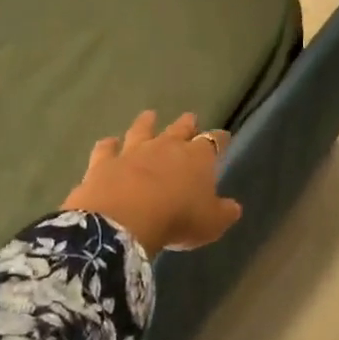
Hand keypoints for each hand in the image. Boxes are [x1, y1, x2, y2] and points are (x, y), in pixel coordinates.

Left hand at [61, 110, 241, 255]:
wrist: (124, 220)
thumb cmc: (177, 220)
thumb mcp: (211, 224)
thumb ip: (223, 213)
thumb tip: (234, 207)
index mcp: (197, 158)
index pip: (213, 142)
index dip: (220, 139)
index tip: (224, 137)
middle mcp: (166, 147)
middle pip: (179, 129)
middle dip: (186, 124)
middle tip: (190, 117)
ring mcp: (132, 151)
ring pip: (141, 130)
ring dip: (146, 123)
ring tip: (149, 115)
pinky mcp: (104, 162)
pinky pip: (106, 148)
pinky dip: (108, 145)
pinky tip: (108, 142)